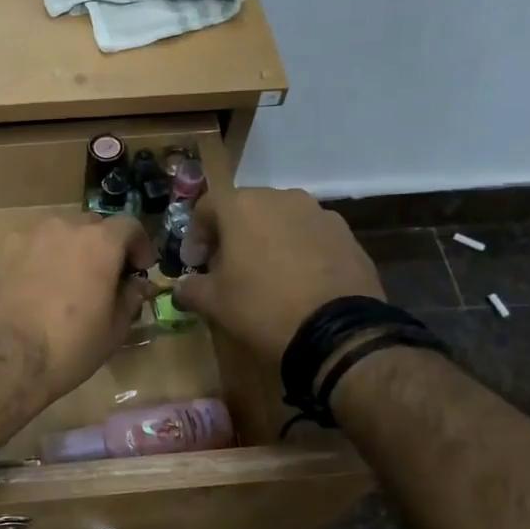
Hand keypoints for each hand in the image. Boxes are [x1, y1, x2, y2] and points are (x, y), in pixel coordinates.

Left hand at [0, 213, 156, 407]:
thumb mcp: (112, 332)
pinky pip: (21, 255)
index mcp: (96, 243)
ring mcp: (19, 239)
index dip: (139, 246)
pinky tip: (25, 300)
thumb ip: (129, 300)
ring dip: (62, 255)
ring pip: (50, 238)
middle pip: (88, 227)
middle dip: (99, 248)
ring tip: (58, 290)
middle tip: (99, 280)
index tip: (139, 269)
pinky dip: (30, 269)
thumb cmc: (66, 349)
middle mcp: (58, 229)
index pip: (129, 226)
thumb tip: (135, 285)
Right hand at [172, 190, 384, 364]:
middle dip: (232, 235)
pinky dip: (298, 251)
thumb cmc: (262, 306)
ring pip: (281, 220)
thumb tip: (182, 287)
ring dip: (267, 240)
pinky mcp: (346, 235)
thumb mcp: (213, 302)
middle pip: (246, 209)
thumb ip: (191, 288)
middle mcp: (281, 198)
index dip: (195, 235)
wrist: (337, 330)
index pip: (206, 207)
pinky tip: (298, 281)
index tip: (195, 264)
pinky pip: (310, 236)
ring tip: (265, 274)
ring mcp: (319, 213)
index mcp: (243, 206)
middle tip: (226, 268)